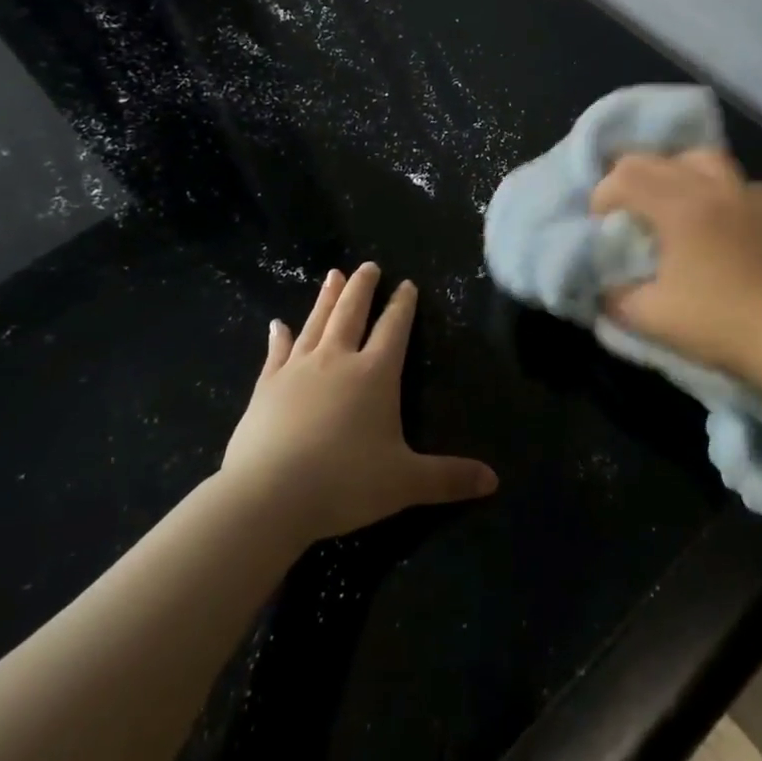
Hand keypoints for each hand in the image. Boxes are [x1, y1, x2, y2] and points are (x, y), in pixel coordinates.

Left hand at [220, 263, 497, 545]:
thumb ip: (448, 478)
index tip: (407, 284)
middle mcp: (337, 360)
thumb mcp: (405, 483)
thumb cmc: (344, 483)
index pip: (394, 329)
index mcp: (375, 375)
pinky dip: (279, 337)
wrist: (269, 495)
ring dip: (327, 298)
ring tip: (334, 274)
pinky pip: (276, 352)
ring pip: (317, 322)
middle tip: (368, 265)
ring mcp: (298, 369)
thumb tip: (494, 480)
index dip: (403, 306)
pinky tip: (277, 324)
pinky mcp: (267, 386)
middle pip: (352, 313)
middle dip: (363, 288)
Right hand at [590, 148, 761, 376]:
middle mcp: (712, 187)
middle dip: (628, 179)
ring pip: (699, 158)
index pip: (626, 176)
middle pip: (656, 159)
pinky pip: (731, 180)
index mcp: (680, 206)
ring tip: (664, 201)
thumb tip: (603, 283)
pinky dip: (710, 187)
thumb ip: (614, 295)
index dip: (602, 195)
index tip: (599, 225)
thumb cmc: (717, 325)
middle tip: (621, 213)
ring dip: (671, 172)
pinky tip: (709, 215)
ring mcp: (745, 195)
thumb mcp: (648, 317)